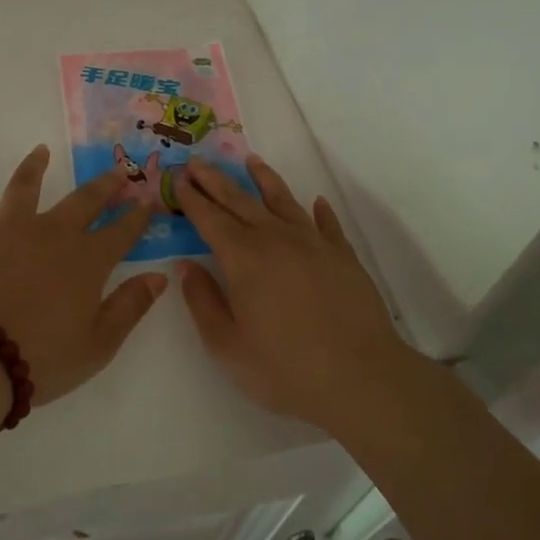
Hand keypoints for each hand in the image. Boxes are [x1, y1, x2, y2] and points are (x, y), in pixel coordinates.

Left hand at [0, 145, 167, 412]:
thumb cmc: (43, 357)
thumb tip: (160, 276)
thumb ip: (131, 307)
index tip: (149, 201)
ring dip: (33, 167)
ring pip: (23, 188)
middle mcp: (50, 233)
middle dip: (103, 186)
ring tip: (40, 150)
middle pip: (83, 201)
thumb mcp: (100, 344)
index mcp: (86, 260)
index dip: (138, 217)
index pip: (121, 232)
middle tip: (117, 173)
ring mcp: (7, 230)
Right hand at [176, 155, 406, 433]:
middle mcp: (275, 239)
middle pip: (240, 201)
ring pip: (283, 201)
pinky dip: (319, 211)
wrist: (360, 378)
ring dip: (264, 179)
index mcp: (242, 258)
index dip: (192, 198)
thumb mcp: (227, 345)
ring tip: (251, 161)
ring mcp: (313, 243)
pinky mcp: (343, 256)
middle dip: (216, 180)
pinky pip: (327, 224)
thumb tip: (186, 266)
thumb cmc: (284, 367)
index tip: (179, 179)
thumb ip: (202, 301)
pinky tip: (315, 203)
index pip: (210, 219)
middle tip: (198, 161)